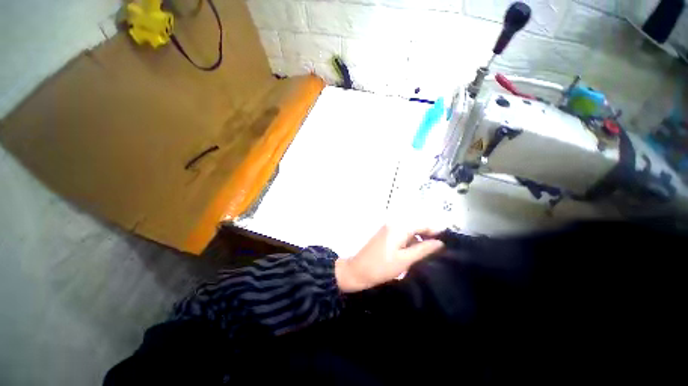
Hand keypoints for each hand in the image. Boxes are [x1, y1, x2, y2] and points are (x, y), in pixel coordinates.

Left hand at [335, 225, 443, 292]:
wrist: (357, 270)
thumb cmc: (382, 266)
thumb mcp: (405, 259)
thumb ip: (423, 249)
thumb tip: (440, 242)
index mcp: (399, 227)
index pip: (421, 224)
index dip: (434, 230)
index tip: (447, 240)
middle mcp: (393, 223)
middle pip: (415, 225)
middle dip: (427, 234)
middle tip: (438, 248)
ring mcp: (387, 228)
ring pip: (408, 230)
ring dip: (418, 238)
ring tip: (428, 251)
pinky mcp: (384, 234)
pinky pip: (401, 233)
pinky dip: (409, 240)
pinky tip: (414, 251)